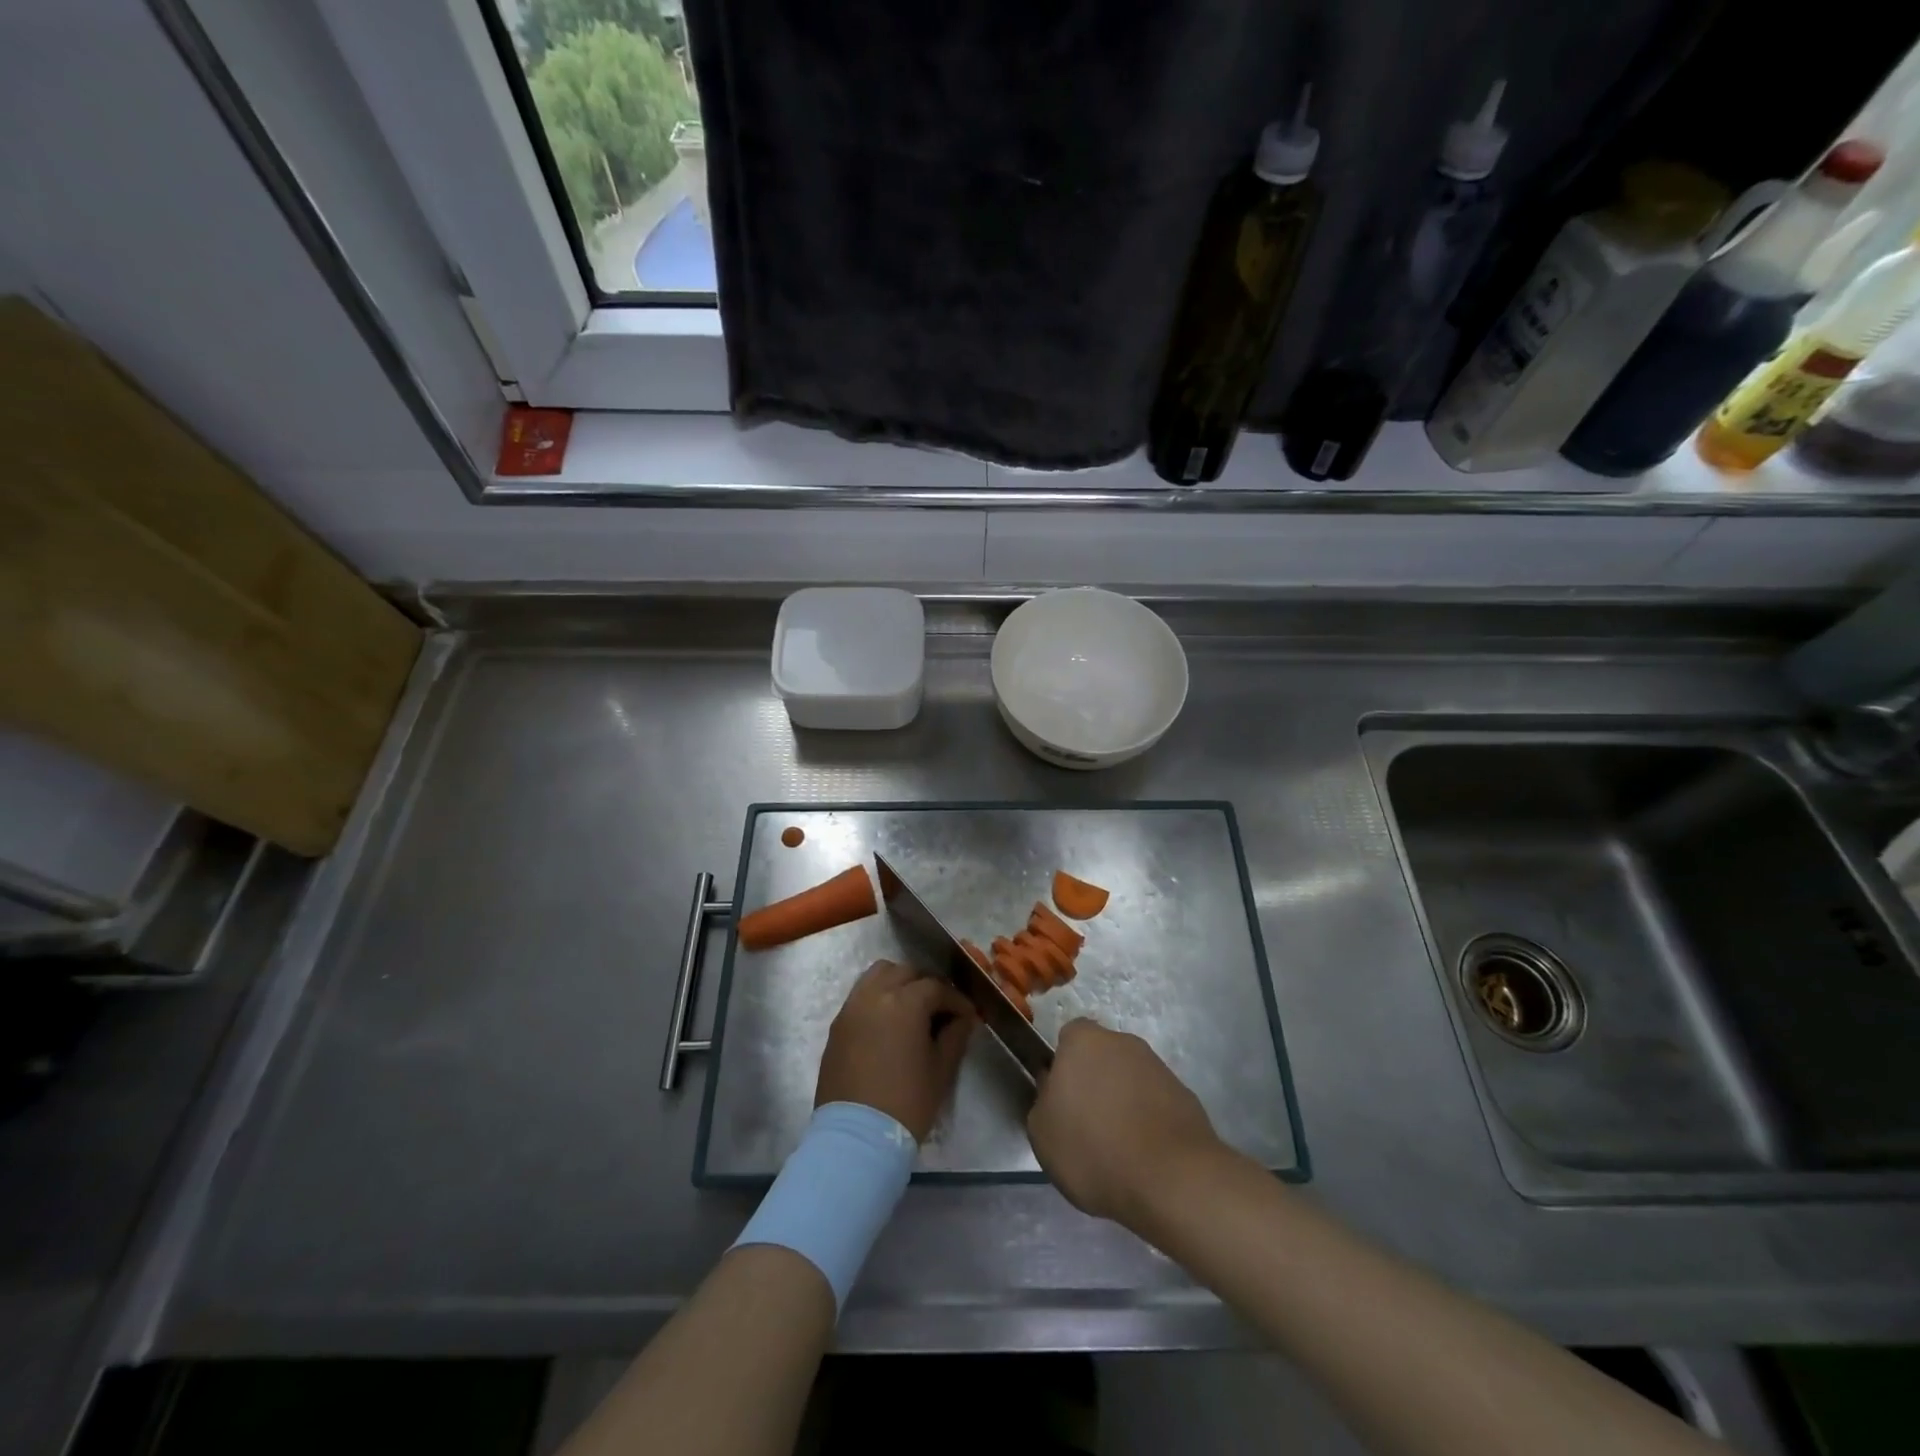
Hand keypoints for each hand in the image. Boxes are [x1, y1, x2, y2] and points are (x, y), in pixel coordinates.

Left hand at [815, 960, 975, 1141]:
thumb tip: (963, 1018)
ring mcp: (852, 1007)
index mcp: (905, 1002)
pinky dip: (878, 996)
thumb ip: (955, 1036)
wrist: (857, 1137)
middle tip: (941, 1009)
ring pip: (878, 974)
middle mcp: (875, 994)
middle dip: (928, 985)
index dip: (956, 1000)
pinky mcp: (838, 1024)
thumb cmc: (907, 1103)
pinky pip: (860, 994)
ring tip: (912, 1008)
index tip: (967, 1016)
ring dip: (899, 982)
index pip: (936, 987)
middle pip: (906, 972)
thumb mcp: (941, 1070)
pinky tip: (889, 1022)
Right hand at [1027, 1018, 1223, 1226]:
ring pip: (1130, 1079)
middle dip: (1095, 1082)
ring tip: (1119, 1148)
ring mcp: (1158, 1067)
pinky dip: (1149, 1121)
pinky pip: (1155, 1103)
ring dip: (1123, 1102)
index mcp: (1084, 1041)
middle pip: (1102, 1056)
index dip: (1063, 1065)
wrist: (1171, 1179)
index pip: (1068, 1037)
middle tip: (1087, 1124)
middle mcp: (1123, 1042)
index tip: (1061, 1099)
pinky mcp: (1185, 1095)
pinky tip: (1145, 1156)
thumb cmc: (1094, 1149)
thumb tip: (1055, 1091)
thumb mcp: (1042, 1133)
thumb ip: (1043, 1101)